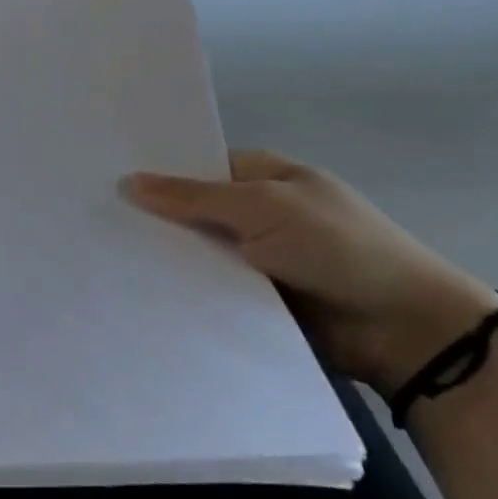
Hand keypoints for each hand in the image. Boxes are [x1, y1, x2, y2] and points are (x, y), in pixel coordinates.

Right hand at [122, 150, 497, 396]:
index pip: (198, 168)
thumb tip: (127, 182)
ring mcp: (259, 261)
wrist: (406, 330)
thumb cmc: (338, 246)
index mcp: (266, 177)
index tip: (105, 180)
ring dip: (167, 260)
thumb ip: (193, 196)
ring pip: (199, 255)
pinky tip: (138, 295)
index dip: (158, 174)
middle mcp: (259, 215)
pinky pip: (212, 293)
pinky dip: (186, 294)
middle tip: (91, 223)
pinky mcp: (258, 303)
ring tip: (103, 261)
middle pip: (194, 213)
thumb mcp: (263, 206)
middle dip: (155, 219)